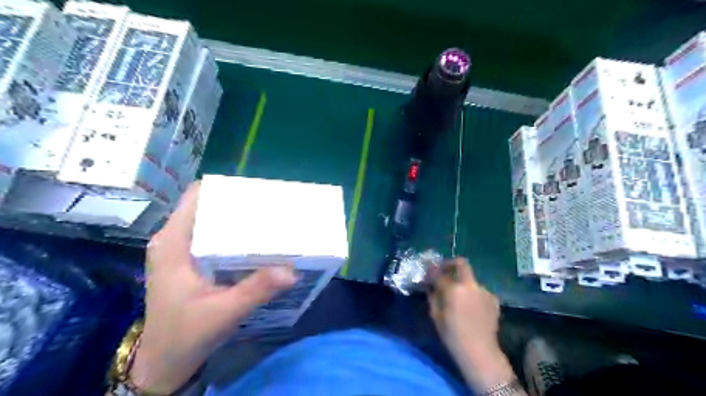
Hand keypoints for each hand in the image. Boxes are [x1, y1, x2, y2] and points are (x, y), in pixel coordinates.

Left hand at [130, 182, 297, 391]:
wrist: (164, 363)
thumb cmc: (186, 335)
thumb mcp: (224, 311)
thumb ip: (256, 289)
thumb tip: (292, 270)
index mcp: (173, 244)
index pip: (196, 197)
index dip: (225, 188)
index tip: (255, 192)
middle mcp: (173, 240)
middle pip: (206, 206)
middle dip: (236, 203)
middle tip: (270, 207)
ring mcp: (179, 250)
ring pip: (209, 220)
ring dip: (235, 218)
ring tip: (266, 220)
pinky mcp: (187, 261)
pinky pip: (210, 236)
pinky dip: (230, 234)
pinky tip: (252, 242)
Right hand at [427, 259, 516, 390]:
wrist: (479, 351)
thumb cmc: (452, 335)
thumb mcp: (436, 315)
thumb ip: (433, 295)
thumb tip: (430, 284)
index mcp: (454, 289)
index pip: (439, 273)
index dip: (432, 271)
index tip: (429, 272)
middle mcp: (471, 285)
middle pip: (462, 263)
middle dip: (451, 263)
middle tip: (445, 270)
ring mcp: (484, 290)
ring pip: (471, 279)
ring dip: (463, 282)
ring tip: (458, 295)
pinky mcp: (493, 298)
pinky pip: (479, 290)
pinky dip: (472, 293)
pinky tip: (470, 306)